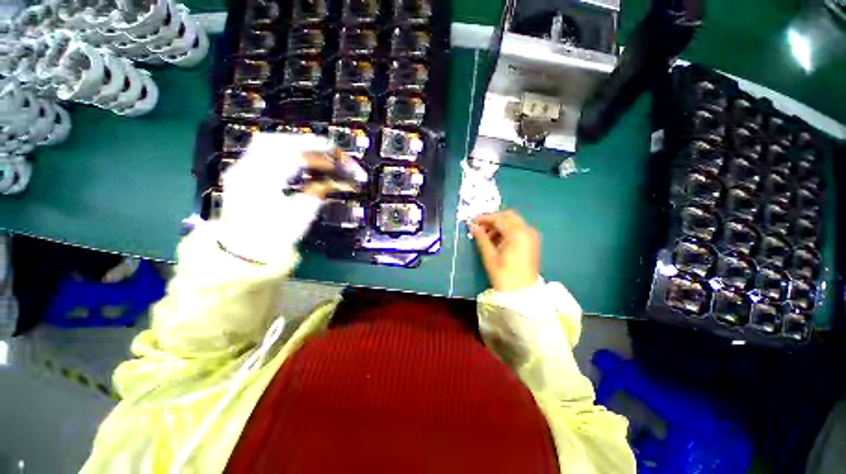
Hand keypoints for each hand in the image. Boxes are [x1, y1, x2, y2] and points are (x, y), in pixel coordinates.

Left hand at [218, 133, 336, 263]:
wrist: (242, 250)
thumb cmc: (274, 236)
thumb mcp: (301, 215)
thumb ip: (318, 192)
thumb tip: (340, 180)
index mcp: (260, 183)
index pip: (289, 155)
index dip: (315, 150)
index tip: (336, 152)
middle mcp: (245, 169)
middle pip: (273, 141)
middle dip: (304, 142)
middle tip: (326, 149)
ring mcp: (240, 169)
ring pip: (266, 143)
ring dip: (293, 144)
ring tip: (314, 152)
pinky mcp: (242, 172)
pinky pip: (262, 152)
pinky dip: (283, 151)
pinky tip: (297, 158)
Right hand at [471, 210, 540, 291]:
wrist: (522, 293)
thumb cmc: (504, 275)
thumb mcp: (489, 256)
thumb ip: (481, 238)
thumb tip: (472, 226)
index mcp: (517, 234)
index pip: (499, 218)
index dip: (485, 218)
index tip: (473, 221)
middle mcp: (527, 231)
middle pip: (508, 216)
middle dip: (493, 219)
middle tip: (480, 227)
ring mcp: (531, 236)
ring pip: (513, 222)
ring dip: (499, 225)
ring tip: (486, 236)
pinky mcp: (532, 242)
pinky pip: (518, 229)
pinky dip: (507, 230)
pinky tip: (497, 240)